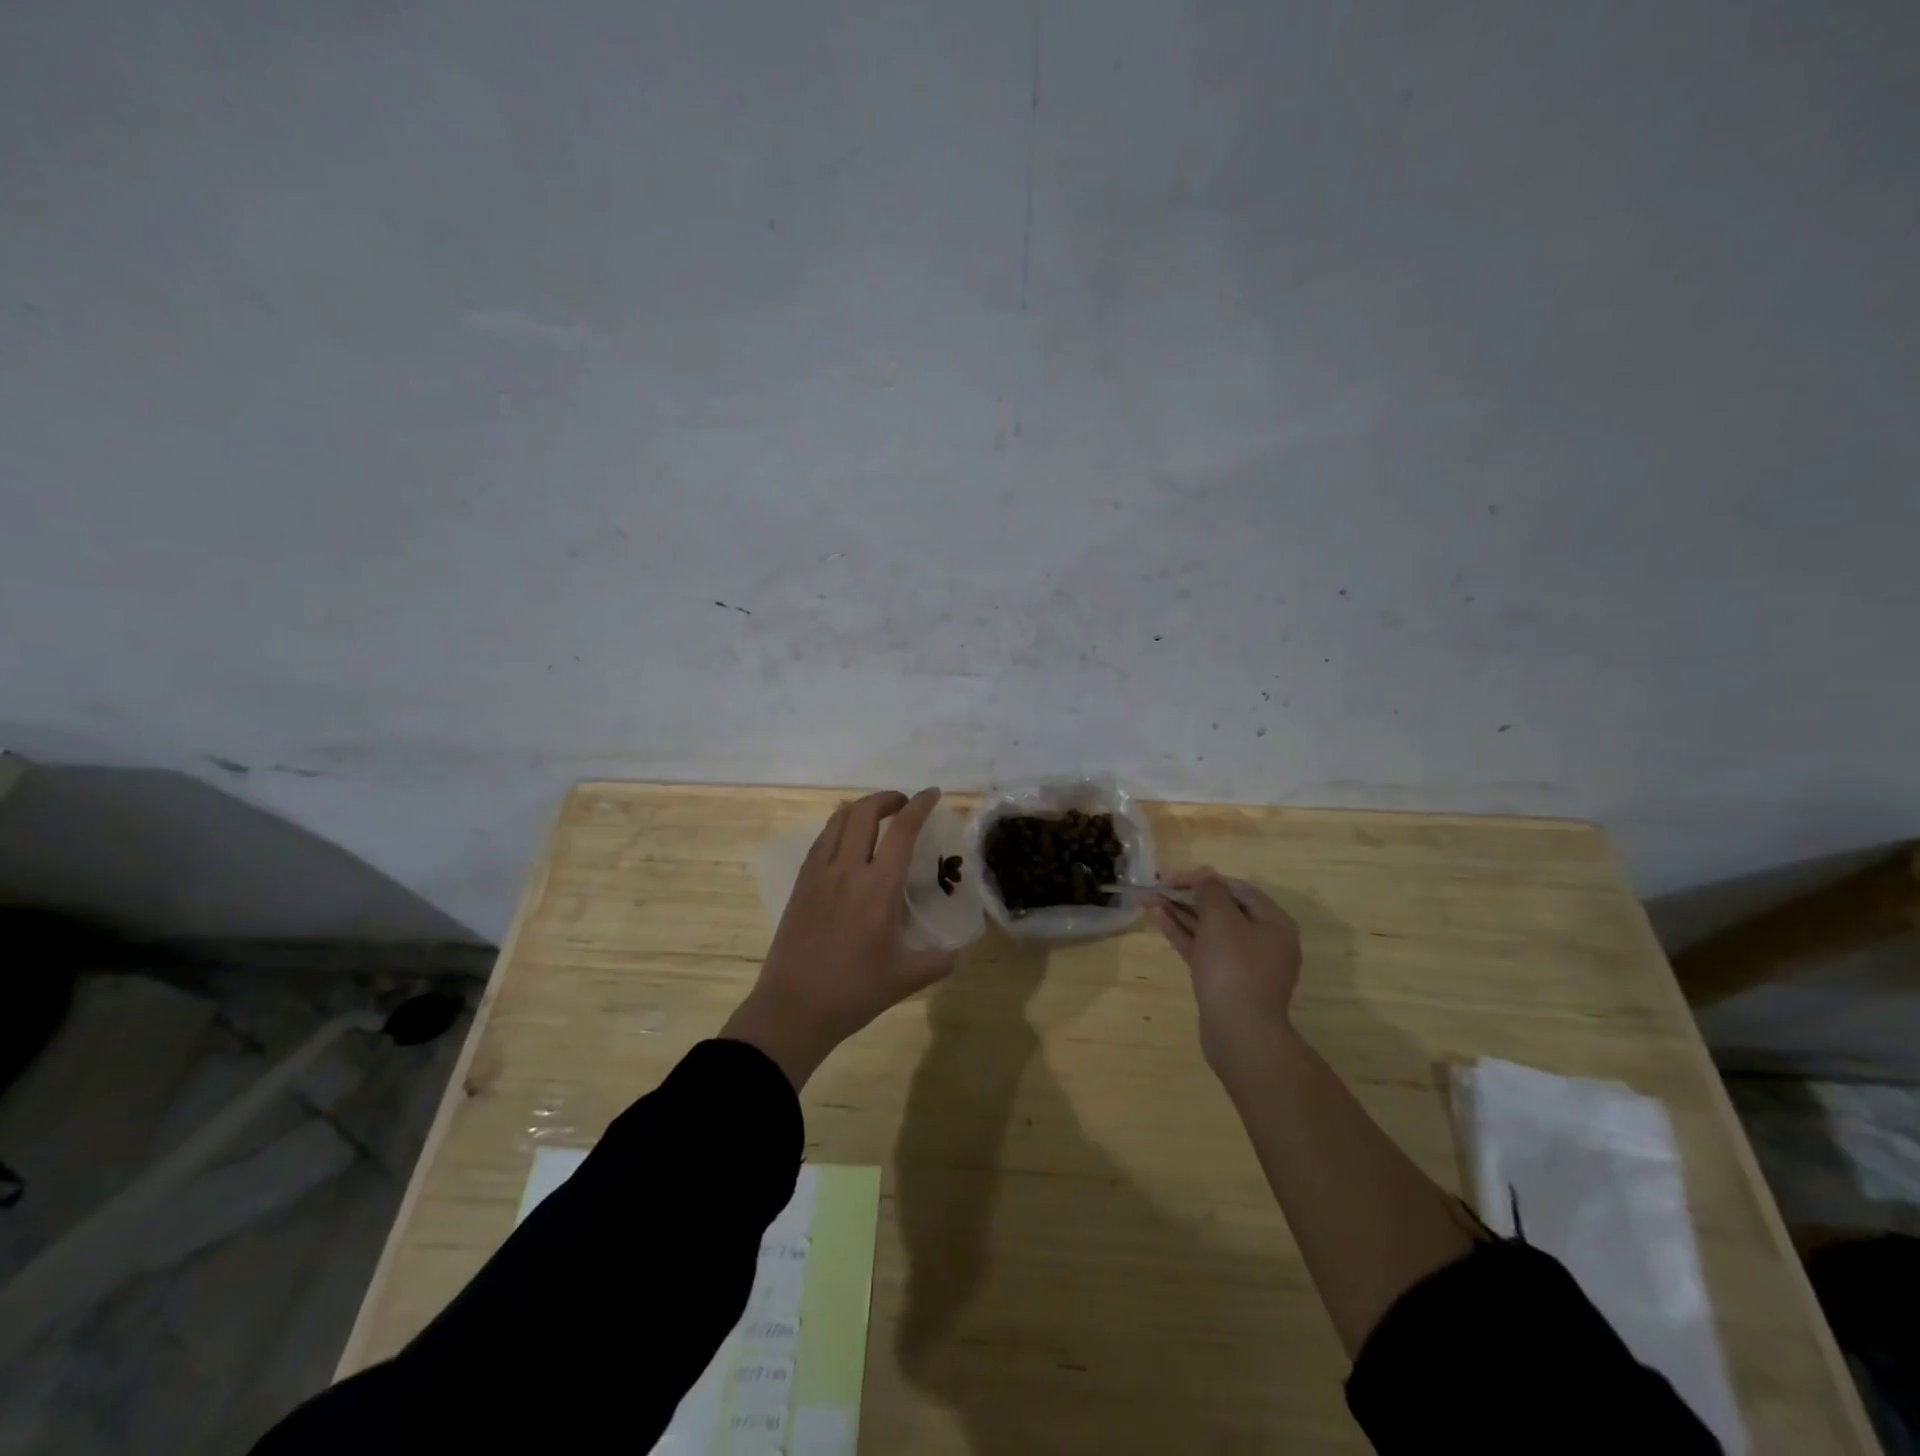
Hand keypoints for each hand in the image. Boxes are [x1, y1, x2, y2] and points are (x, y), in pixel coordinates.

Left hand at [723, 788, 954, 1088]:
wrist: (793, 1008)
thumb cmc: (854, 992)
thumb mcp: (906, 978)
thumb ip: (939, 960)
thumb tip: (958, 951)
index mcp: (878, 888)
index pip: (902, 831)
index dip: (919, 805)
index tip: (932, 793)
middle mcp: (847, 870)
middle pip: (865, 812)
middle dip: (887, 798)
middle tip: (903, 805)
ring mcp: (818, 874)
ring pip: (838, 821)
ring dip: (861, 809)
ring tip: (876, 816)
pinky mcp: (800, 884)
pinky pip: (821, 841)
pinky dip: (838, 827)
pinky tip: (845, 841)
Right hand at [1147, 868, 1302, 1080]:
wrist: (1239, 1032)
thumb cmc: (1234, 968)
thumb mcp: (1221, 919)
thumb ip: (1210, 892)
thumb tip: (1205, 877)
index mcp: (1274, 923)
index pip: (1237, 889)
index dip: (1203, 878)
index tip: (1173, 877)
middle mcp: (1262, 941)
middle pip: (1222, 909)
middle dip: (1187, 896)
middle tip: (1157, 887)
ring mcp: (1243, 963)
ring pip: (1208, 929)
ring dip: (1179, 912)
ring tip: (1148, 899)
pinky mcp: (1223, 980)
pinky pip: (1202, 948)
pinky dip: (1182, 933)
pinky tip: (1157, 917)